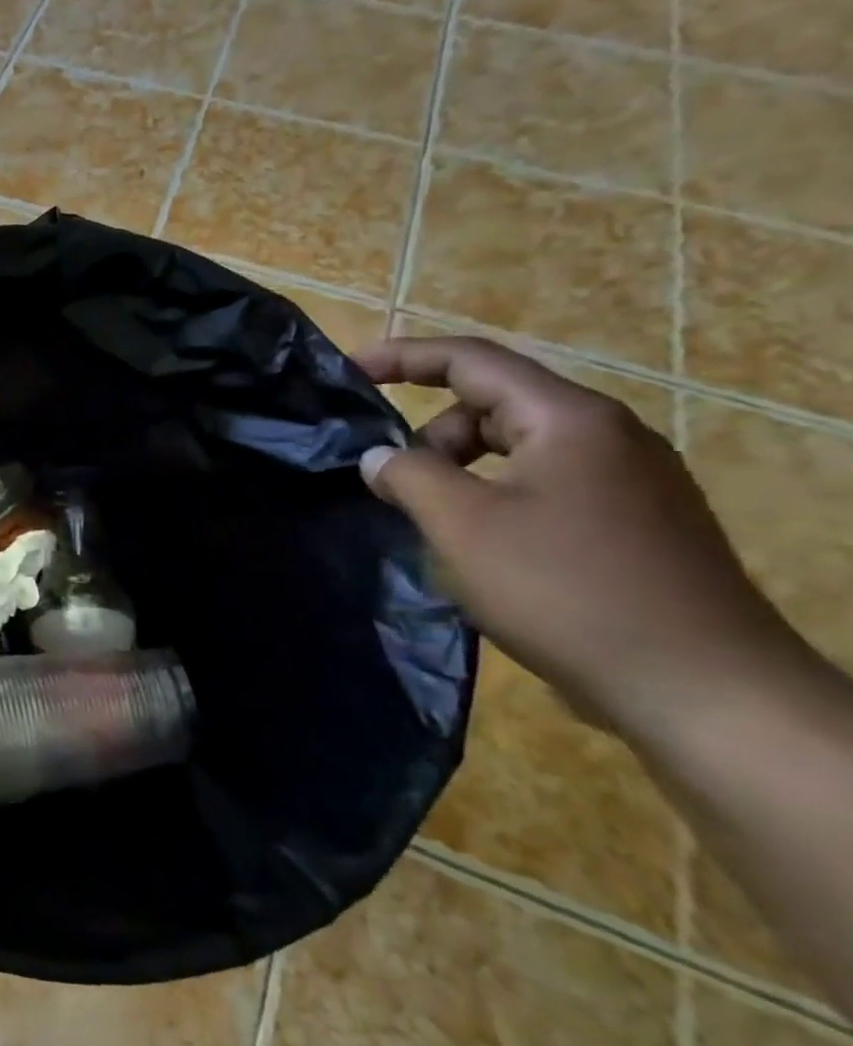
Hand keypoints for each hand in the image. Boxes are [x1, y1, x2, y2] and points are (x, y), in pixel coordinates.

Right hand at [353, 337, 802, 738]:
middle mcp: (607, 437)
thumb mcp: (462, 525)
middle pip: (495, 406)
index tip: (348, 372)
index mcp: (569, 419)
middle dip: (431, 435)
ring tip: (434, 524)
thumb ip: (408, 476)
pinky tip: (480, 549)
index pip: (472, 360)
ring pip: (519, 451)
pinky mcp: (634, 525)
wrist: (698, 688)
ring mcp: (629, 482)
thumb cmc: (566, 589)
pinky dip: (496, 500)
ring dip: (462, 474)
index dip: (403, 357)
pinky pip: (544, 488)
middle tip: (392, 483)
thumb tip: (379, 457)